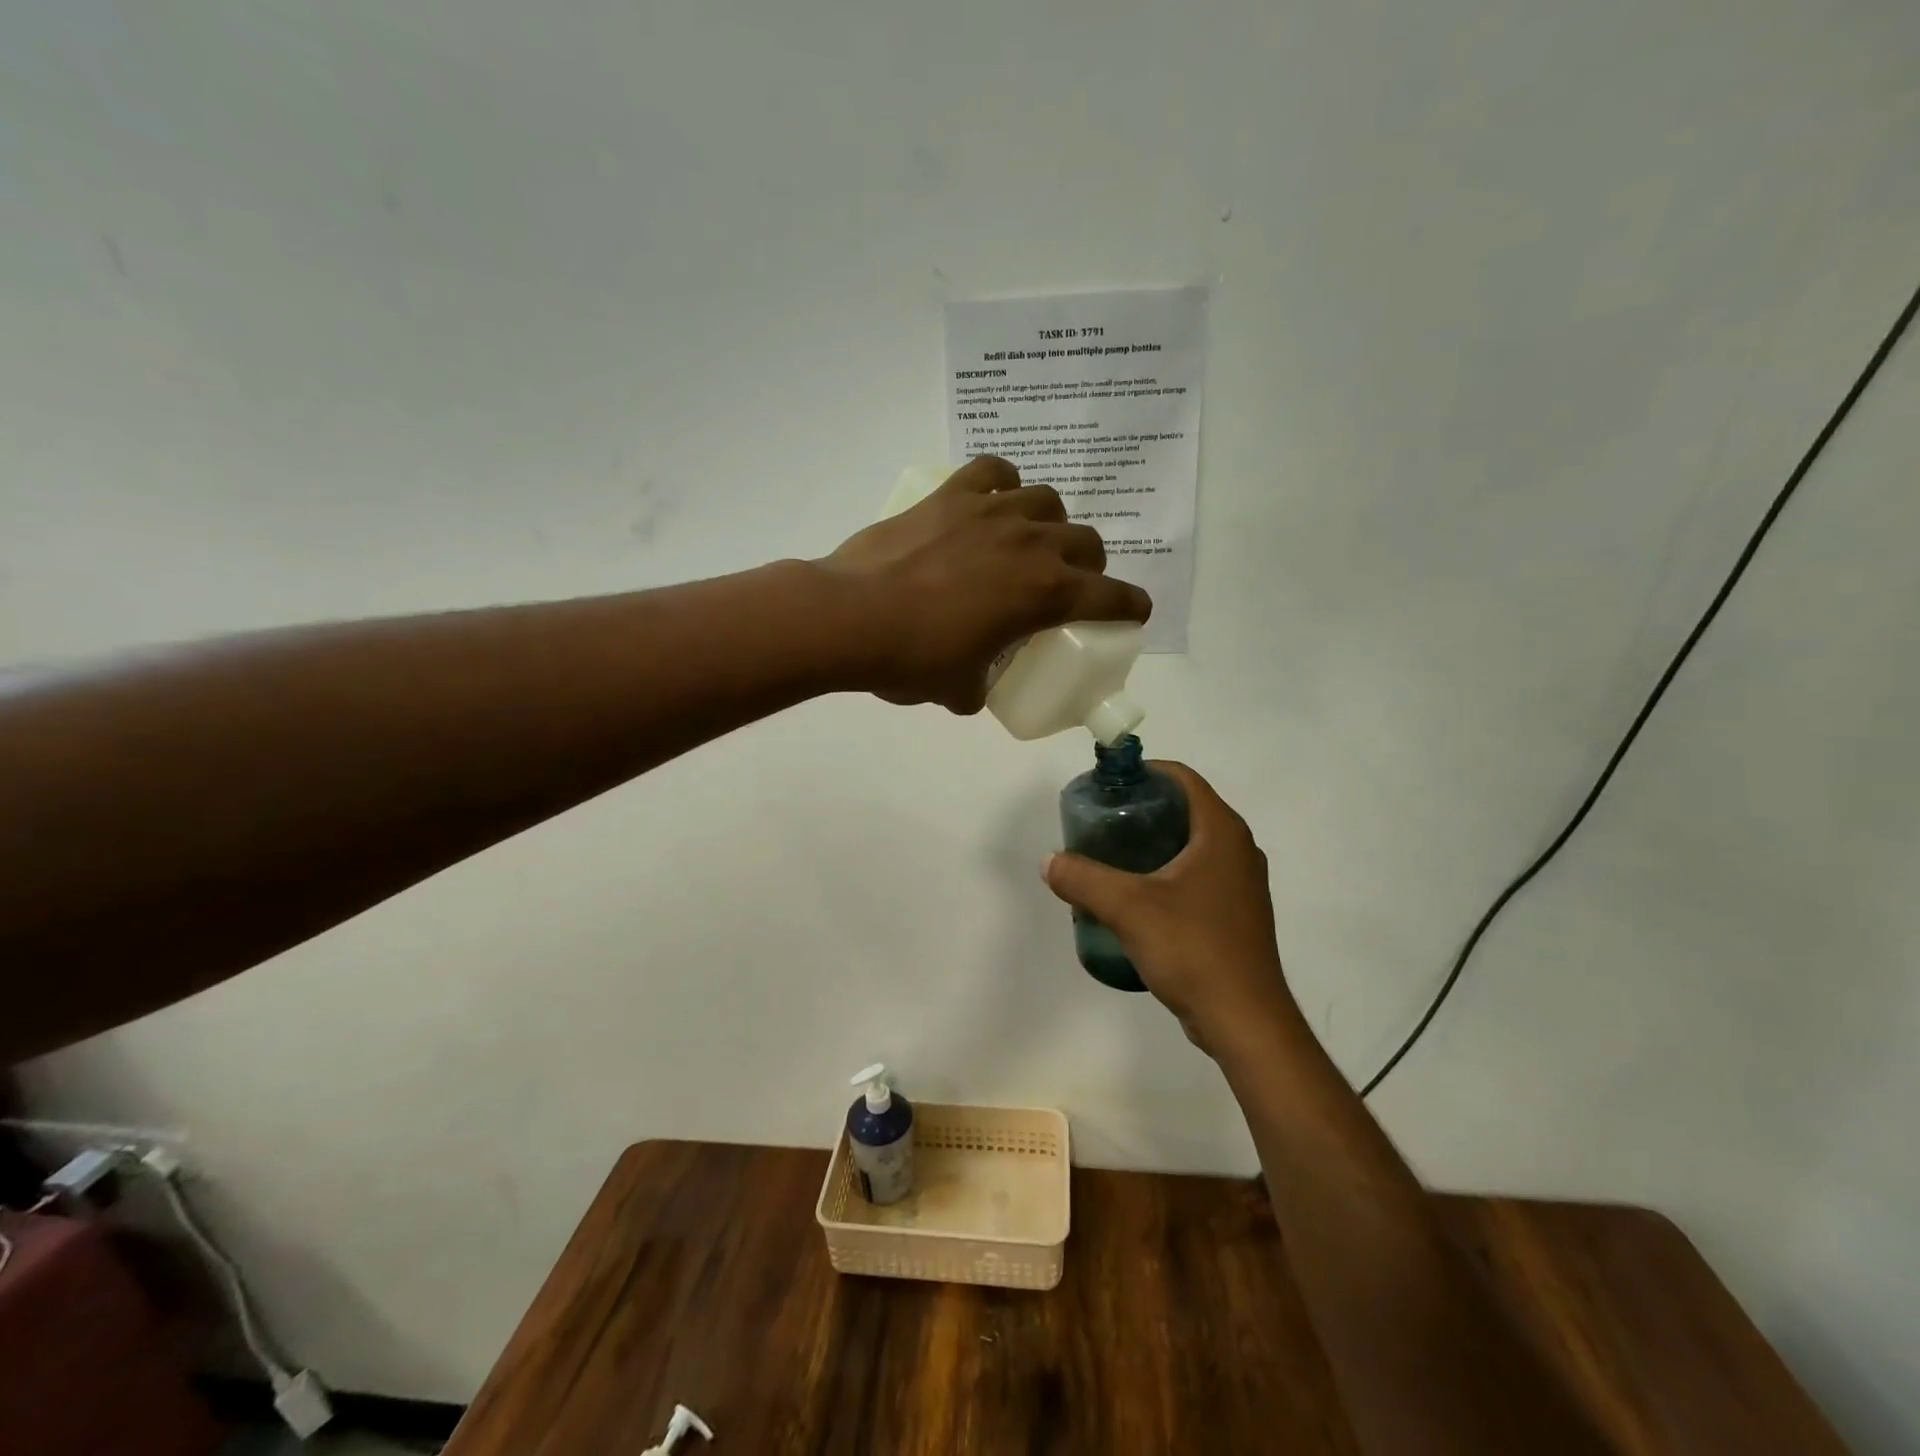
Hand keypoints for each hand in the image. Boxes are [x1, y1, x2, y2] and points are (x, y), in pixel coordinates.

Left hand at [822, 457, 1150, 712]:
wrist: (851, 618)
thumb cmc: (913, 660)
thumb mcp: (960, 689)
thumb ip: (979, 687)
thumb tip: (972, 688)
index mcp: (1045, 595)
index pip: (1112, 597)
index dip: (1131, 606)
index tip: (1134, 611)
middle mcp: (1031, 544)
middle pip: (1087, 542)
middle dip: (1090, 565)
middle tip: (1069, 584)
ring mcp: (992, 512)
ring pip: (1047, 500)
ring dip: (1051, 523)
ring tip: (1030, 540)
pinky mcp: (952, 495)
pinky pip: (994, 470)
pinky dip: (1002, 482)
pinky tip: (993, 498)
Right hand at [1041, 762, 1296, 1053]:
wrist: (1244, 1020)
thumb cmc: (1192, 949)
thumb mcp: (1128, 908)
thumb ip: (1083, 878)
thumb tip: (1049, 861)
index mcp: (1222, 832)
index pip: (1183, 779)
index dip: (1145, 773)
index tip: (1108, 786)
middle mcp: (1238, 849)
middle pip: (1186, 809)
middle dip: (1143, 809)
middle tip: (1101, 823)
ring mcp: (1241, 884)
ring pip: (1192, 845)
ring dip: (1154, 843)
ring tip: (1111, 857)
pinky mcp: (1237, 914)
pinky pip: (1198, 876)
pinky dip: (1167, 873)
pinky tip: (1136, 897)